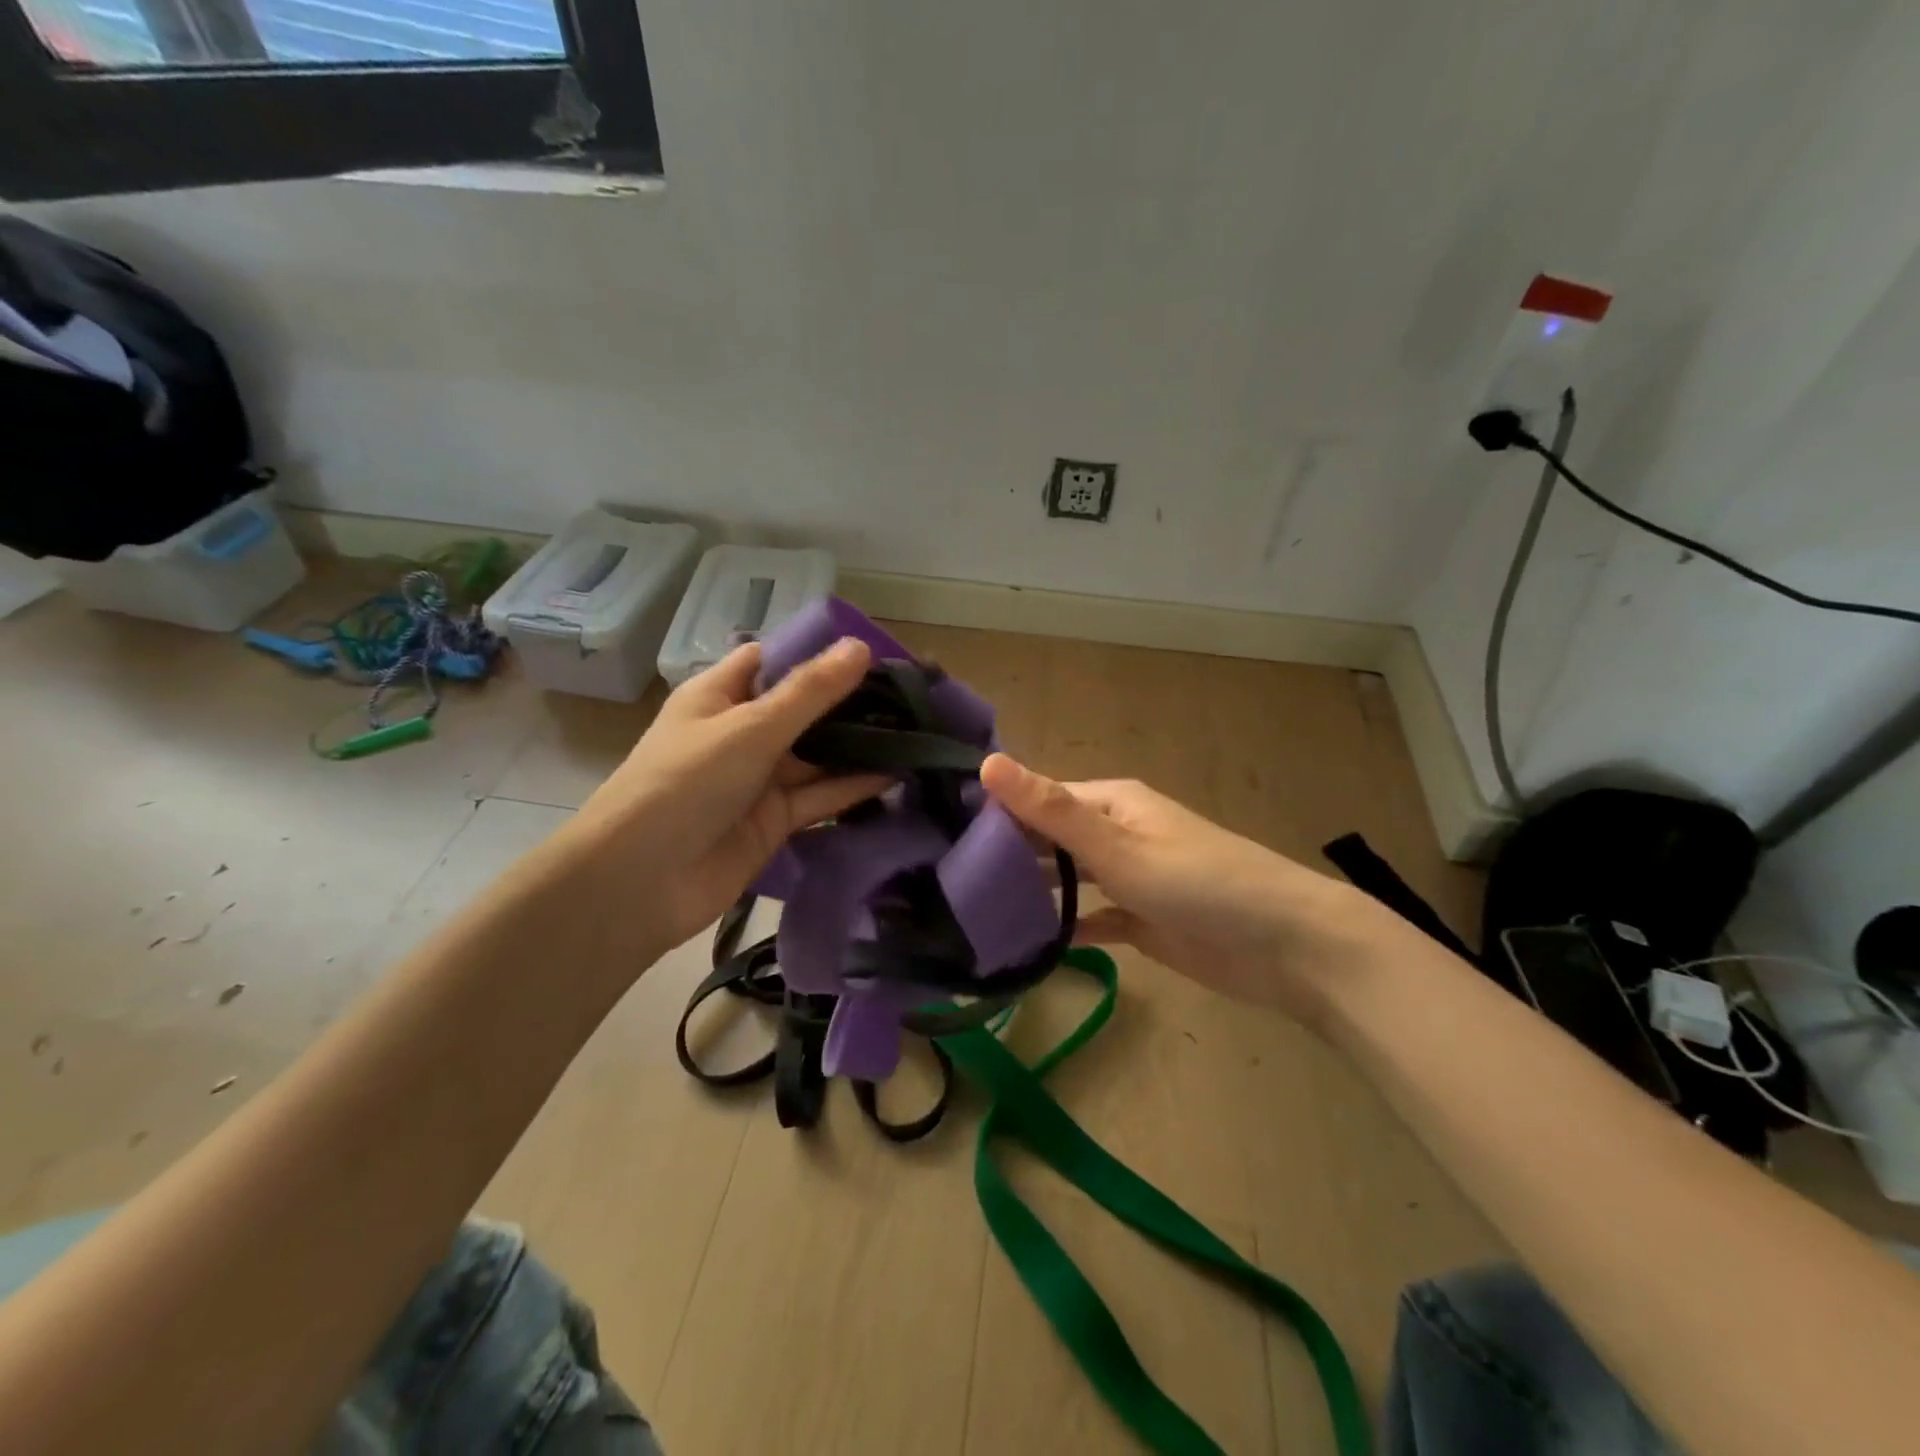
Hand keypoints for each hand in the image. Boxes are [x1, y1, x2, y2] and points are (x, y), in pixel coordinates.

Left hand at [568, 639, 887, 953]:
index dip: (818, 654)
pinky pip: (821, 797)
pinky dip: (854, 787)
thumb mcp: (751, 728)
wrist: (640, 883)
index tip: (874, 653)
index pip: (773, 661)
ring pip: (818, 756)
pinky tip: (897, 775)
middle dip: (850, 703)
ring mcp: (759, 779)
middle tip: (910, 694)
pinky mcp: (775, 821)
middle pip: (803, 709)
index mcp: (720, 696)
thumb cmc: (686, 783)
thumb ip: (809, 692)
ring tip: (915, 731)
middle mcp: (741, 733)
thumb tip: (861, 646)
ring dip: (858, 747)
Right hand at [981, 754, 1387, 1021]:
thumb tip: (987, 761)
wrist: (1287, 946)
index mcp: (1109, 803)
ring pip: (1066, 880)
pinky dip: (1062, 927)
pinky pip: (1090, 918)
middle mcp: (1114, 834)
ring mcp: (1127, 878)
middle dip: (1005, 857)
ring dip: (1029, 893)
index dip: (993, 815)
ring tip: (969, 915)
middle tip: (943, 885)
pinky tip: (1022, 945)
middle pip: (1048, 840)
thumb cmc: (1199, 883)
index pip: (1036, 800)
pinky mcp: (1140, 920)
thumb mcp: (1118, 846)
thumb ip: (1051, 810)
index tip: (939, 841)